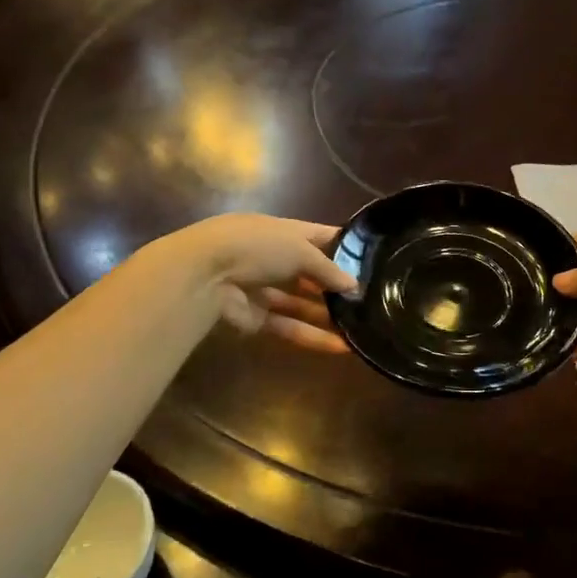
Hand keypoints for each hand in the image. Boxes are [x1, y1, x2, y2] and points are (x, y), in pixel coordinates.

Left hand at [153, 213, 357, 353]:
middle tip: (370, 298)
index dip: (344, 245)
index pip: (320, 236)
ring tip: (361, 326)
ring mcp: (264, 288)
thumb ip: (329, 270)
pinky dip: (312, 335)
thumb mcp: (301, 251)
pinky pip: (288, 326)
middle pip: (311, 272)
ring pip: (301, 303)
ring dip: (327, 315)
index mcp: (284, 232)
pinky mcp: (256, 317)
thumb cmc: (257, 248)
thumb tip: (354, 287)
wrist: (204, 274)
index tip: (372, 258)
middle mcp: (275, 257)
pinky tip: (341, 346)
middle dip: (335, 285)